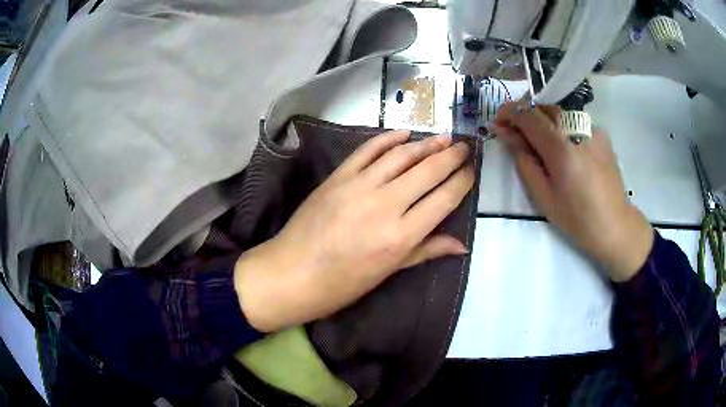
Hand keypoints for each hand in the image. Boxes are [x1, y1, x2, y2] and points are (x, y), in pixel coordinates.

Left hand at [235, 131, 474, 331]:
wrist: (291, 273)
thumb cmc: (341, 284)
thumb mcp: (387, 273)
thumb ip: (425, 251)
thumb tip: (462, 244)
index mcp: (400, 236)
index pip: (443, 199)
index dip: (462, 181)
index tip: (471, 171)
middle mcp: (385, 205)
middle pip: (428, 171)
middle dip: (451, 156)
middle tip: (464, 146)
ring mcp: (359, 186)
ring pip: (401, 156)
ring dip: (425, 144)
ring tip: (443, 138)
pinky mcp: (338, 177)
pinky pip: (368, 151)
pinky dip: (387, 139)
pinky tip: (403, 134)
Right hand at [493, 102, 652, 281]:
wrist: (614, 224)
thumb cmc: (576, 217)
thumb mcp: (543, 195)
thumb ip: (523, 159)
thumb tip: (504, 132)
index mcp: (561, 148)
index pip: (528, 114)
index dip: (509, 113)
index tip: (499, 123)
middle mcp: (578, 129)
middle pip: (544, 108)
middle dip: (526, 116)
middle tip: (519, 137)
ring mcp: (592, 129)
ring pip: (560, 113)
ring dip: (545, 122)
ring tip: (544, 147)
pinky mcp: (601, 134)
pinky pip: (575, 122)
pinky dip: (564, 130)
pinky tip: (568, 151)